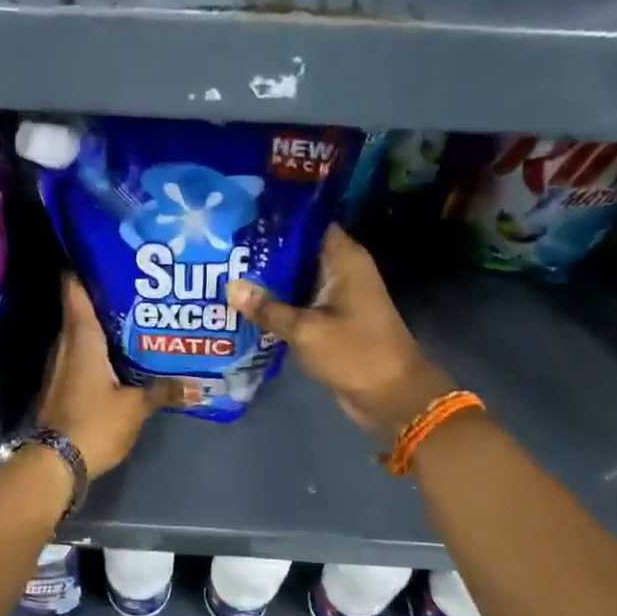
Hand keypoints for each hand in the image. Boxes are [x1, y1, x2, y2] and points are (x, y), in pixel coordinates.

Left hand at [38, 274, 181, 476]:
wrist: (55, 464)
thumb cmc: (94, 424)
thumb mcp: (135, 408)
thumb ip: (164, 391)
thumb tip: (199, 386)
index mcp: (81, 338)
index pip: (74, 288)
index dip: (85, 266)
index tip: (109, 252)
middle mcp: (66, 344)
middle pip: (81, 308)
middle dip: (107, 295)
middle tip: (141, 285)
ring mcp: (62, 365)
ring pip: (82, 333)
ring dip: (105, 324)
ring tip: (140, 316)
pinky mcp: (64, 384)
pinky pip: (82, 355)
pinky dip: (100, 349)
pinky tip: (124, 354)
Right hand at [228, 224, 453, 439]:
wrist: (392, 396)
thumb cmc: (354, 353)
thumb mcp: (305, 330)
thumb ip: (267, 308)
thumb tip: (230, 286)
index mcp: (344, 259)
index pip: (308, 223)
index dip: (276, 220)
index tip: (242, 219)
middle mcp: (342, 270)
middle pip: (298, 250)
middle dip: (264, 251)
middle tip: (224, 249)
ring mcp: (338, 295)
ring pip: (296, 278)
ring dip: (268, 280)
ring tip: (225, 273)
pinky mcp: (332, 319)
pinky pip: (300, 302)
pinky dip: (278, 303)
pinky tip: (246, 305)